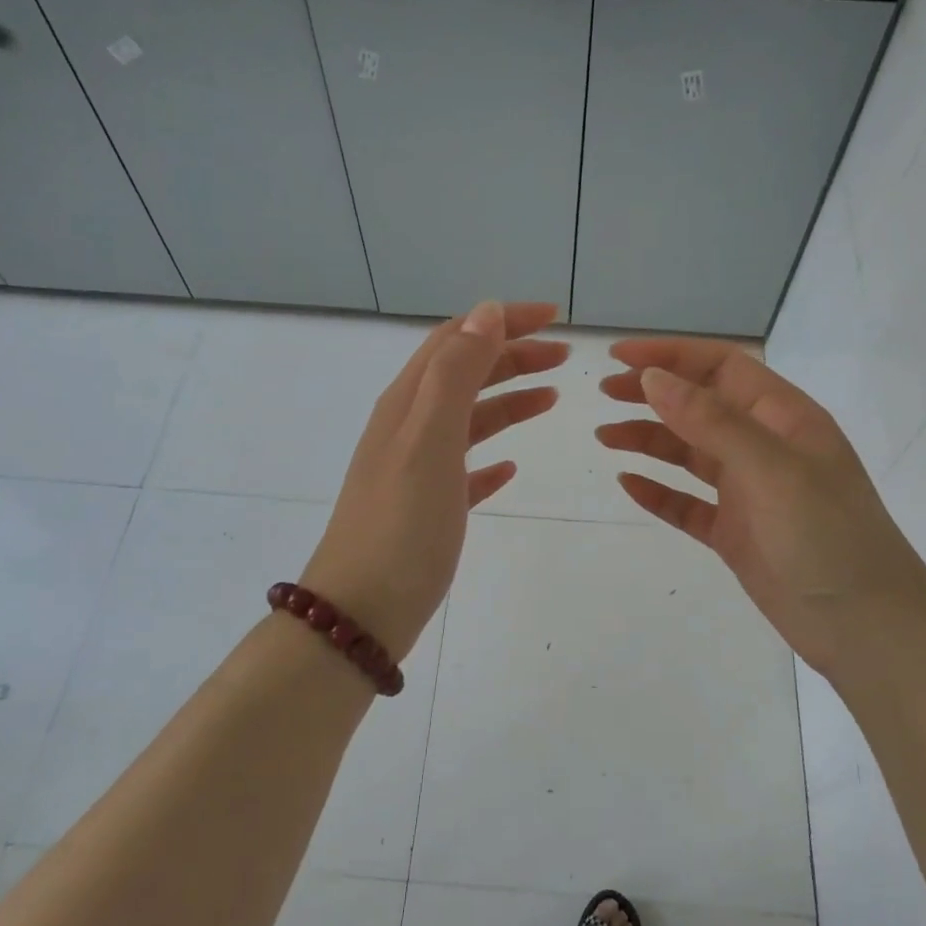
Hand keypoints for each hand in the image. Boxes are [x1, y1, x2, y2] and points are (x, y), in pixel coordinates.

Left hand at [303, 302, 566, 660]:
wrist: (360, 613)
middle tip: (564, 358)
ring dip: (508, 400)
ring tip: (551, 399)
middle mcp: (408, 427)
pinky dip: (491, 458)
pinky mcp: (426, 509)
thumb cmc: (401, 526)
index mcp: (407, 403)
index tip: (555, 318)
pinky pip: (464, 469)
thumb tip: (486, 311)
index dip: (503, 321)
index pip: (457, 339)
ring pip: (468, 419)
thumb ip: (456, 374)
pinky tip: (511, 469)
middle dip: (513, 356)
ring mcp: (415, 470)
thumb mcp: (429, 440)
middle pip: (464, 374)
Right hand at [597, 339, 925, 676]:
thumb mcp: (771, 468)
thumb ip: (711, 421)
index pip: (722, 367)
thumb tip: (653, 378)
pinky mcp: (735, 533)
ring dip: (648, 440)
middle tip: (604, 393)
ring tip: (605, 436)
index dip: (671, 355)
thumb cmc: (826, 536)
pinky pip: (688, 504)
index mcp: (783, 418)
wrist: (864, 627)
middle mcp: (765, 447)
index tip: (619, 355)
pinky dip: (658, 492)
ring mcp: (749, 492)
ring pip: (689, 453)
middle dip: (653, 394)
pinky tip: (628, 484)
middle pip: (700, 405)